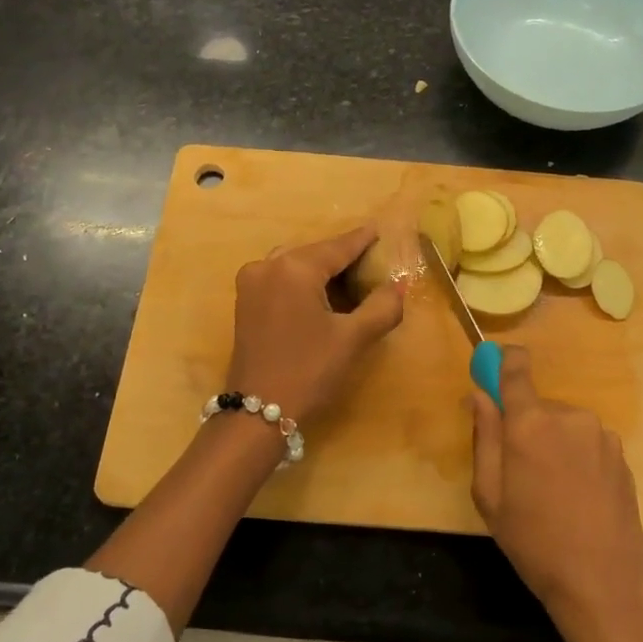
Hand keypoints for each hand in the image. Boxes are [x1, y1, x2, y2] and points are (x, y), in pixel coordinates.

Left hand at [226, 225, 404, 428]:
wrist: (258, 411)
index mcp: (294, 267)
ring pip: (296, 264)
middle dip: (343, 257)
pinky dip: (303, 281)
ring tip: (351, 280)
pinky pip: (281, 278)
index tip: (381, 230)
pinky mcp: (245, 301)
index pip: (338, 246)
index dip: (363, 240)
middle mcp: (268, 265)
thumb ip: (382, 307)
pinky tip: (323, 296)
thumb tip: (398, 285)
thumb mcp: (353, 339)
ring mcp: (251, 282)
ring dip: (323, 269)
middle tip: (372, 261)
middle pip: (316, 252)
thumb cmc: (309, 371)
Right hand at [469, 346, 642, 627]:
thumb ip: (484, 437)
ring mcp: (600, 434)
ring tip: (552, 489)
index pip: (516, 369)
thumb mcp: (490, 495)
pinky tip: (578, 495)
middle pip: (538, 405)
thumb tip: (479, 395)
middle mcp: (568, 416)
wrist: (602, 582)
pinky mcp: (621, 454)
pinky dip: (577, 456)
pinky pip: (587, 441)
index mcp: (530, 424)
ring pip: (564, 424)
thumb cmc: (533, 541)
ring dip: (554, 442)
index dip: (504, 360)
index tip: (494, 365)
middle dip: (526, 425)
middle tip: (521, 470)